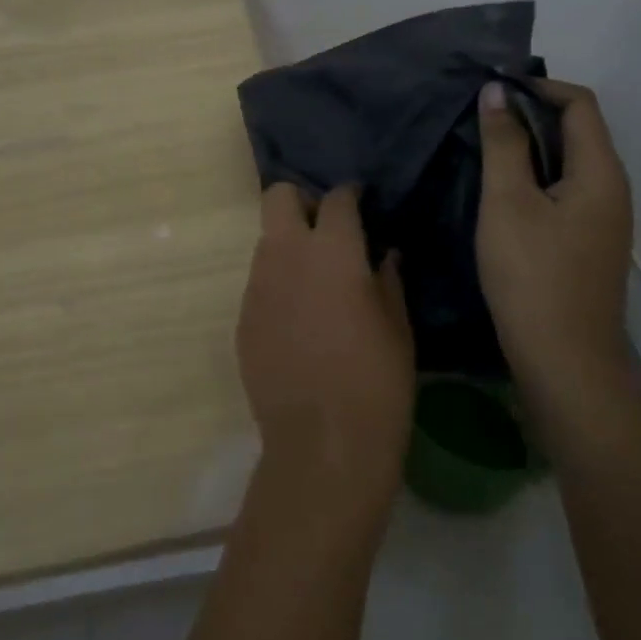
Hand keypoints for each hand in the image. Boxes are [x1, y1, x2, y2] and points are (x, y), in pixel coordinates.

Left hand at [237, 184, 415, 519]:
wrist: (322, 444)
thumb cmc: (376, 383)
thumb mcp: (398, 328)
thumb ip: (388, 280)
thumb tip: (384, 254)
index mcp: (332, 251)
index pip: (336, 199)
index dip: (349, 196)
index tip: (359, 203)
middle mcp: (286, 256)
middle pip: (278, 197)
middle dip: (301, 201)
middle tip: (327, 230)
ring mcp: (257, 287)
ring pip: (266, 241)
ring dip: (289, 246)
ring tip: (315, 279)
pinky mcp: (242, 318)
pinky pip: (259, 284)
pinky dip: (278, 285)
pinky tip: (299, 319)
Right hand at [476, 79, 634, 379]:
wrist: (564, 360)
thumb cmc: (533, 275)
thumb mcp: (508, 202)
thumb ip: (503, 143)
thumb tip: (497, 92)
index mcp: (601, 172)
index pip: (580, 103)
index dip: (538, 86)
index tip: (492, 89)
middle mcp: (612, 189)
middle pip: (578, 130)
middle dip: (531, 114)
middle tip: (481, 118)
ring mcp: (604, 219)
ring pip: (569, 162)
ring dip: (531, 146)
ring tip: (485, 149)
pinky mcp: (588, 242)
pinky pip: (565, 190)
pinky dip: (535, 176)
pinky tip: (502, 192)